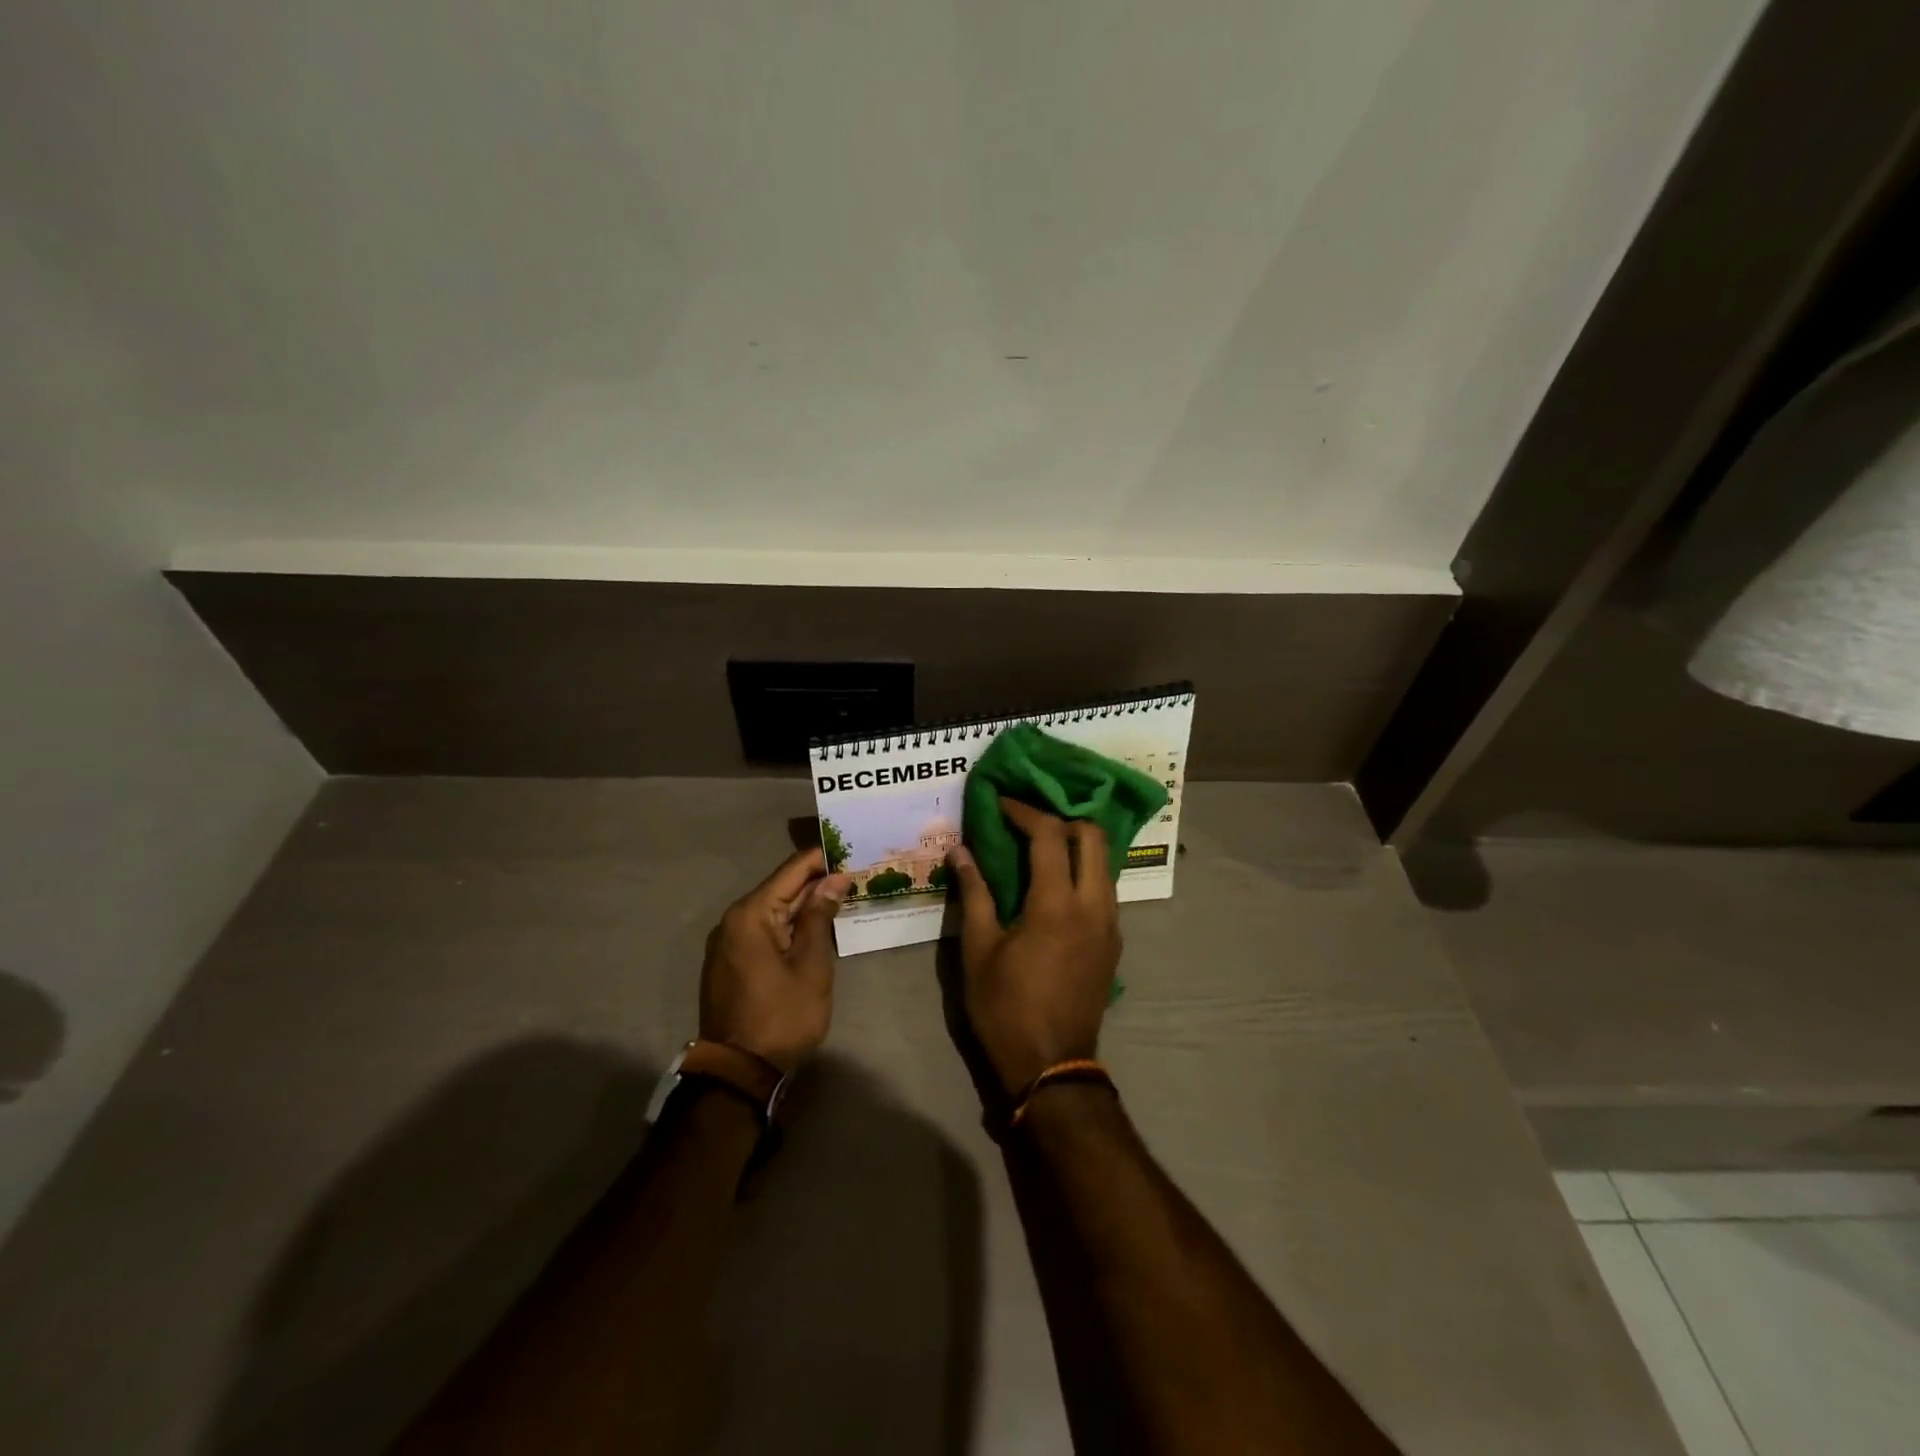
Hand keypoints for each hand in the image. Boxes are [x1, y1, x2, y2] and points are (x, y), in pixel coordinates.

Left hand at [699, 848, 851, 1072]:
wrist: (738, 1072)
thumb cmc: (781, 1016)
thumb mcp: (811, 965)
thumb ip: (820, 917)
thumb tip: (833, 879)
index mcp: (751, 914)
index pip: (792, 870)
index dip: (823, 859)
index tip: (853, 851)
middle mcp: (734, 920)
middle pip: (781, 888)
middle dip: (817, 882)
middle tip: (855, 874)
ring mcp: (729, 942)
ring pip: (774, 910)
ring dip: (805, 904)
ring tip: (843, 896)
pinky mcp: (732, 962)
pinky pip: (765, 930)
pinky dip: (790, 924)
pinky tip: (816, 926)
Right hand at [947, 799, 1120, 1097]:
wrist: (1052, 1066)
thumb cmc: (1006, 1008)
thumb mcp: (978, 950)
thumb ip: (974, 893)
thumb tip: (960, 851)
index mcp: (1057, 904)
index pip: (1050, 835)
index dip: (1025, 812)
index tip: (1001, 803)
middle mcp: (1094, 905)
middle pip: (1092, 836)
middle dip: (1061, 818)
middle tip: (1028, 820)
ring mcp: (1111, 924)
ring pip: (1104, 862)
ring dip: (1076, 844)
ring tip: (1040, 847)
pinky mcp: (1114, 942)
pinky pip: (1104, 888)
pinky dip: (1083, 871)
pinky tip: (1055, 884)